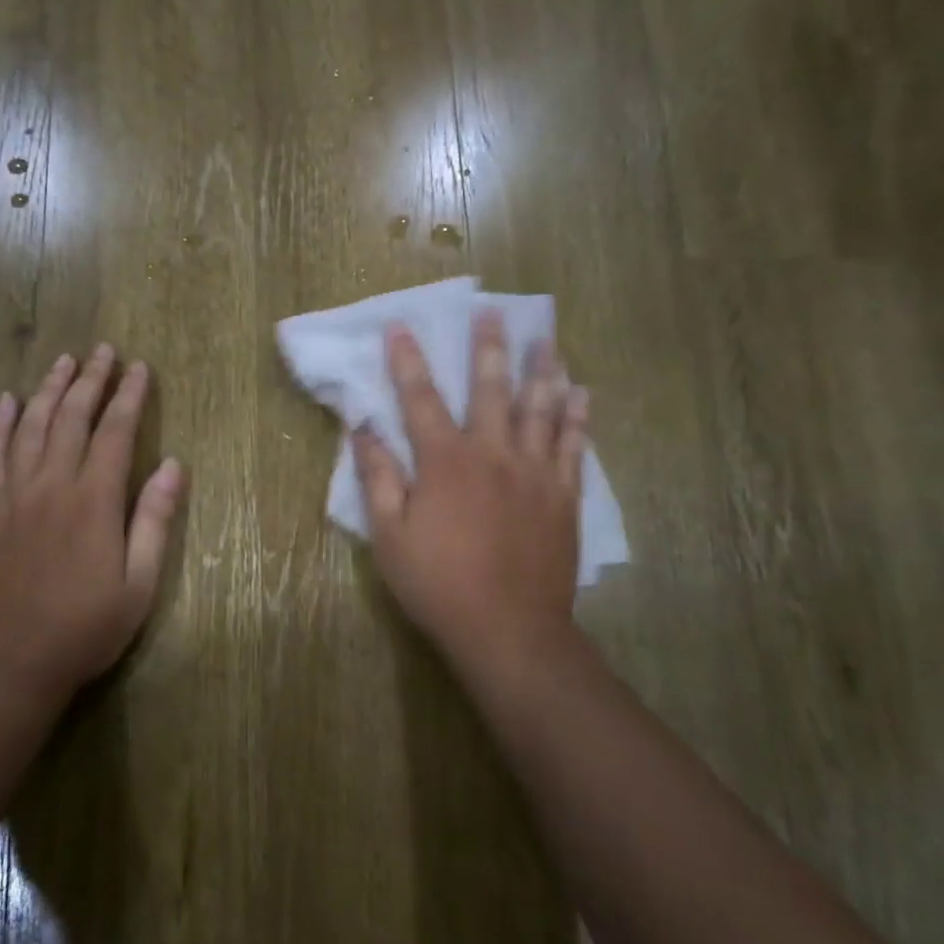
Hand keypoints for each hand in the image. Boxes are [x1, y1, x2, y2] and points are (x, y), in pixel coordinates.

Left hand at [0, 345, 183, 702]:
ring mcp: (14, 494)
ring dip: (48, 389)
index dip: (129, 396)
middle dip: (90, 380)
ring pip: (31, 426)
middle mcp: (51, 485)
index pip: (114, 432)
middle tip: (103, 350)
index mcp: (93, 501)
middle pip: (71, 417)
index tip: (139, 368)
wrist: (10, 663)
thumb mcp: (138, 585)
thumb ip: (154, 521)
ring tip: (63, 360)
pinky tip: (7, 401)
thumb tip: (173, 465)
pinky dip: (0, 423)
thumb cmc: (84, 628)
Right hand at [352, 312, 593, 697]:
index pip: (420, 399)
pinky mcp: (564, 496)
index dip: (407, 361)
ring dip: (542, 370)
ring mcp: (535, 473)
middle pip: (491, 389)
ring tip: (547, 339)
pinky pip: (573, 445)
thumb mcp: (389, 536)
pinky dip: (577, 416)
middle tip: (493, 313)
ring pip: (541, 408)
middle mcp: (493, 454)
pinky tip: (581, 393)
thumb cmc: (439, 584)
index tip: (400, 327)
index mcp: (445, 462)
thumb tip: (361, 429)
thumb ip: (378, 478)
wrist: (510, 630)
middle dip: (488, 348)